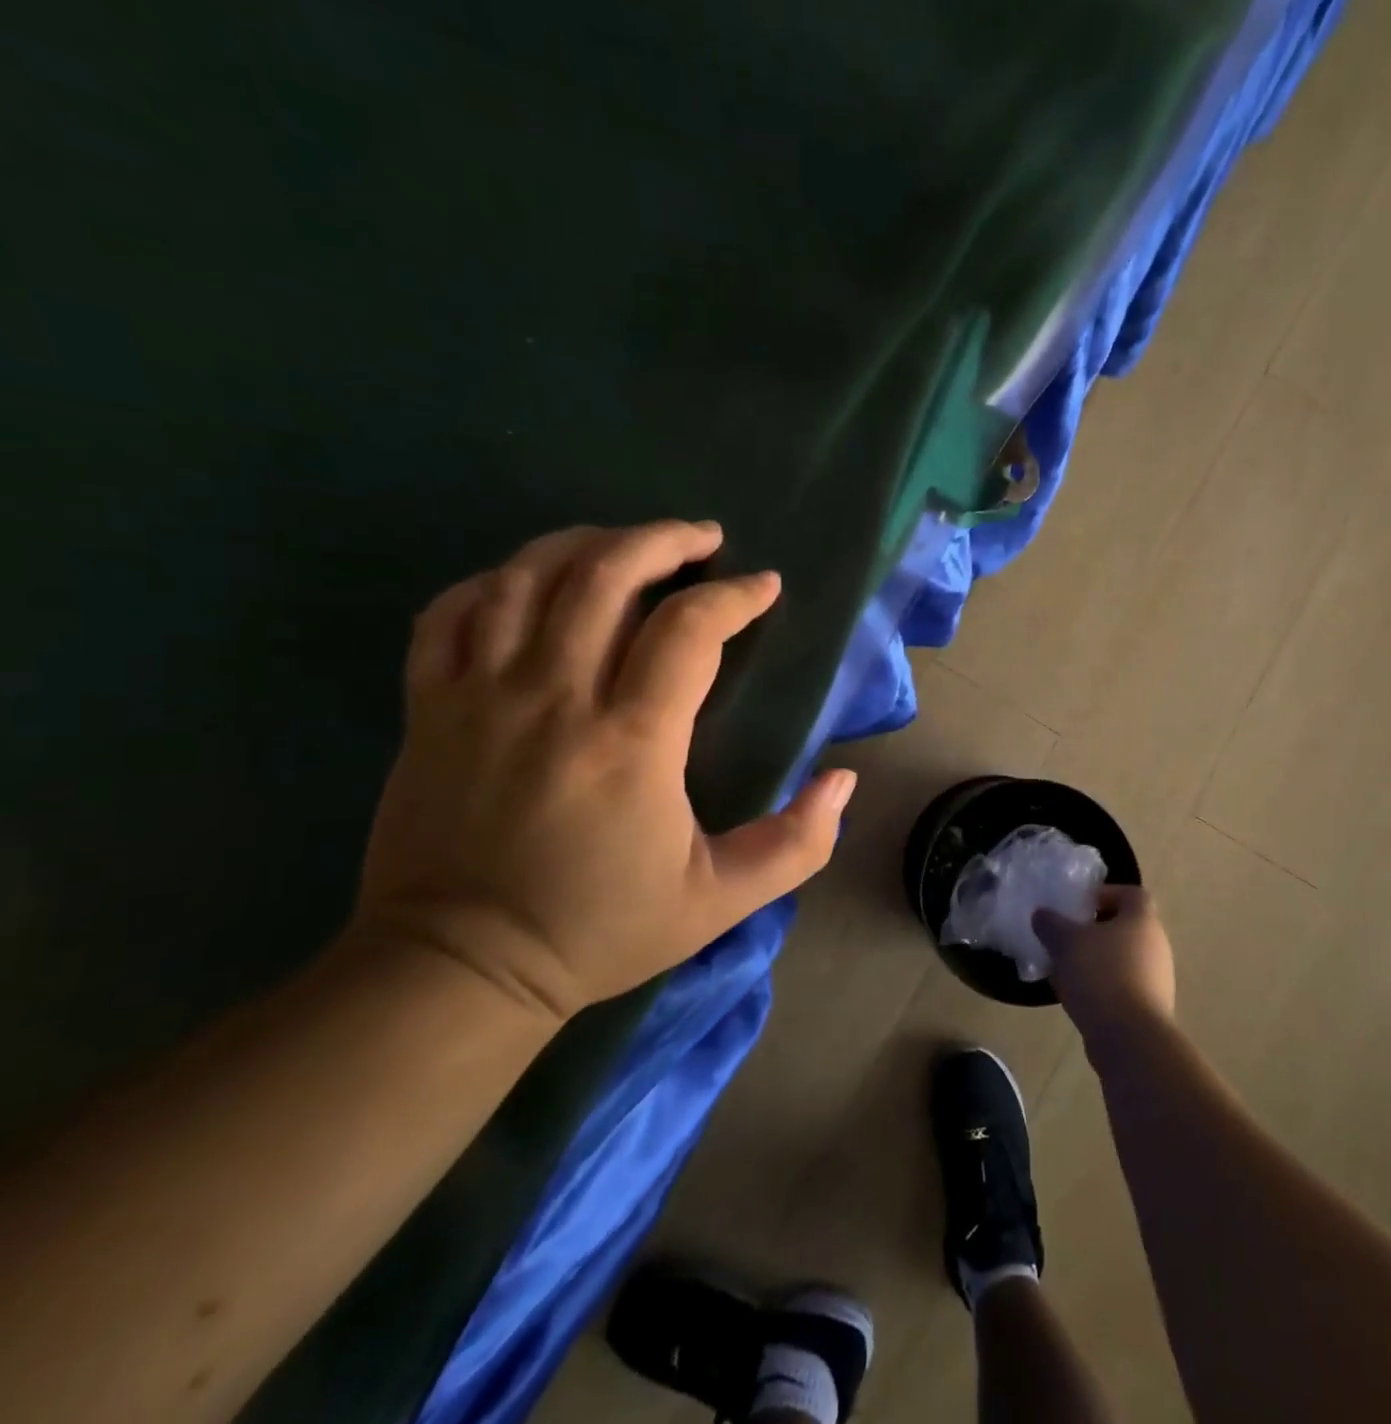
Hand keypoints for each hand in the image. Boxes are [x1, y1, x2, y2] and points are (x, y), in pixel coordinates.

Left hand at [352, 521, 855, 1022]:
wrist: (459, 968)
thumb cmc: (600, 929)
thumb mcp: (720, 900)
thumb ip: (797, 842)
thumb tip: (843, 779)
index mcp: (631, 742)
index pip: (690, 630)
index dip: (735, 596)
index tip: (764, 587)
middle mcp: (554, 698)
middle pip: (606, 575)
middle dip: (664, 541)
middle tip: (704, 538)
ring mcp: (480, 696)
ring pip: (528, 577)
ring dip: (587, 543)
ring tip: (628, 543)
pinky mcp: (429, 708)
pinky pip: (452, 613)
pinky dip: (496, 580)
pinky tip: (530, 581)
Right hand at [1034, 886, 1175, 1062]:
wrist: (1130, 1038)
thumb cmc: (1101, 975)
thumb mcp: (1066, 942)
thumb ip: (1051, 924)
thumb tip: (1042, 914)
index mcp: (1142, 920)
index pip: (1131, 893)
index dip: (1105, 894)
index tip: (1079, 906)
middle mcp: (1156, 945)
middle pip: (1125, 927)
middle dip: (1094, 930)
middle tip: (1066, 937)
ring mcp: (1157, 979)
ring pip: (1122, 958)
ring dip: (1095, 960)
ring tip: (1065, 969)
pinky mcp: (1149, 1008)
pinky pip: (1122, 986)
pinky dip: (1101, 986)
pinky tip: (1077, 997)